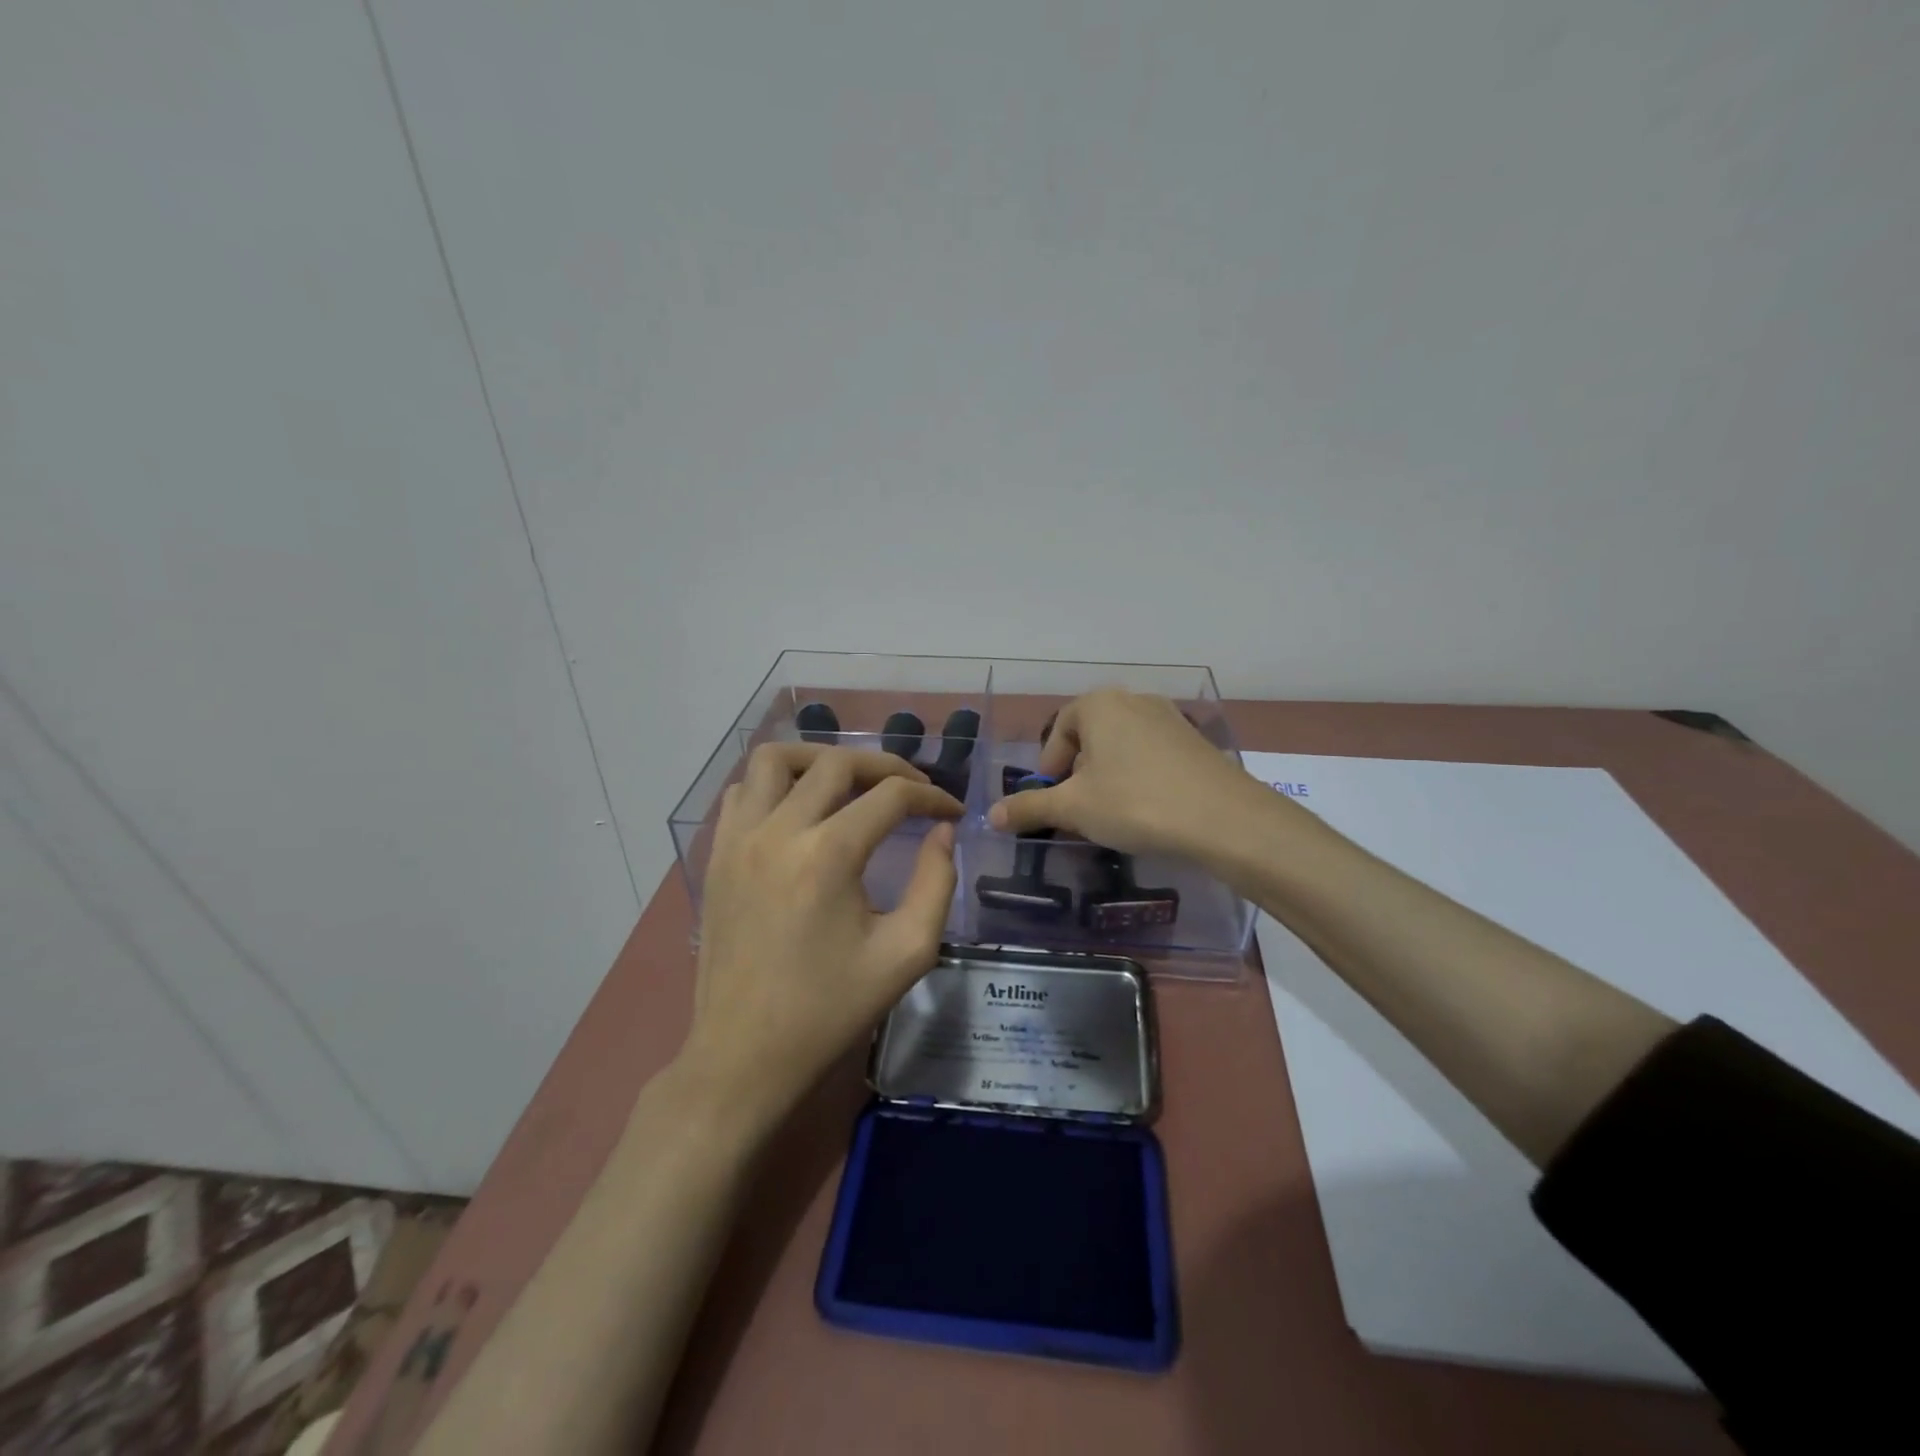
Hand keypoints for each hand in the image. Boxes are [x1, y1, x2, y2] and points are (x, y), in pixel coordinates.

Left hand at [682, 742, 962, 1127]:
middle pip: (838, 763)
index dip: (932, 795)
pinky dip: (775, 784)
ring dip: (821, 760)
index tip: (953, 810)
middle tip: (912, 791)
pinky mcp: (716, 854)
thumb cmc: (830, 1009)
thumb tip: (941, 831)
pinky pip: (742, 791)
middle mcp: (778, 831)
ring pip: (776, 759)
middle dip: (886, 767)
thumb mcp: (906, 954)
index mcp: (829, 855)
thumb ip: (937, 883)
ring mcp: (738, 839)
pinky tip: (799, 809)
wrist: (744, 1054)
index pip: (891, 795)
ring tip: (851, 783)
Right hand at [987, 689, 1290, 864]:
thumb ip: (1030, 807)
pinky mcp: (1196, 742)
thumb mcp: (1074, 808)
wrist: (1224, 819)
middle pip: (1090, 739)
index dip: (1049, 770)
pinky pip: (1151, 757)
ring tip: (1114, 816)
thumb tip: (992, 816)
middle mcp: (1134, 700)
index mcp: (1099, 704)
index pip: (1059, 732)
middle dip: (1079, 776)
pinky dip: (1140, 780)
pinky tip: (1148, 811)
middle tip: (1081, 812)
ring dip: (1109, 779)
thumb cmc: (1135, 803)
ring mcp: (1170, 718)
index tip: (1055, 804)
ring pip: (1121, 749)